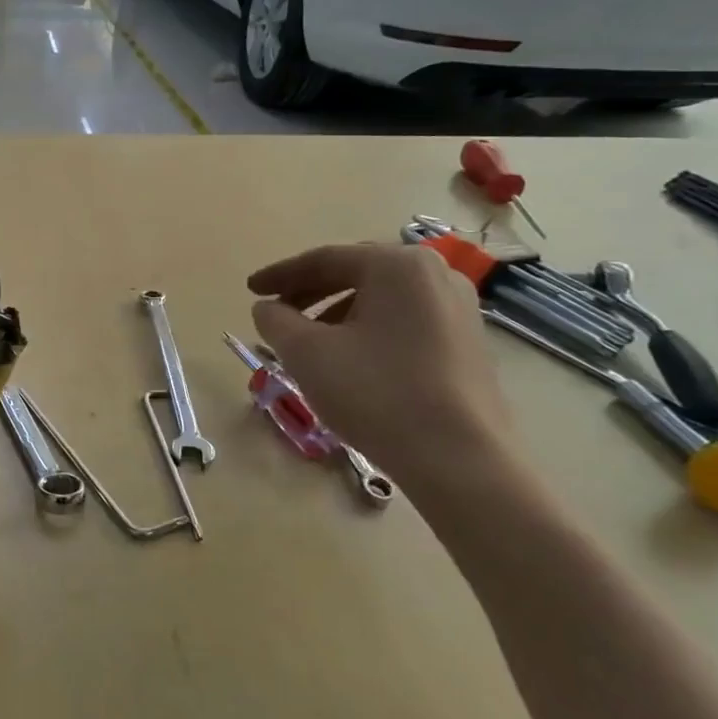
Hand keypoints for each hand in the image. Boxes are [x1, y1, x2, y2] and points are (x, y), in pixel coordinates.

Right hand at [249, 244, 509, 483]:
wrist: (459, 459)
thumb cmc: (375, 393)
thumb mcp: (306, 353)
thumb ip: (276, 320)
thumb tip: (267, 308)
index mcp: (397, 265)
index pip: (324, 259)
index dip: (279, 275)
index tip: (250, 290)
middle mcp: (435, 274)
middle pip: (356, 273)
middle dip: (310, 291)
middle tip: (276, 312)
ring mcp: (459, 308)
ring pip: (381, 299)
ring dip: (337, 313)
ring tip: (308, 342)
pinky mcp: (468, 342)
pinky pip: (404, 321)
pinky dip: (368, 330)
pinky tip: (349, 359)